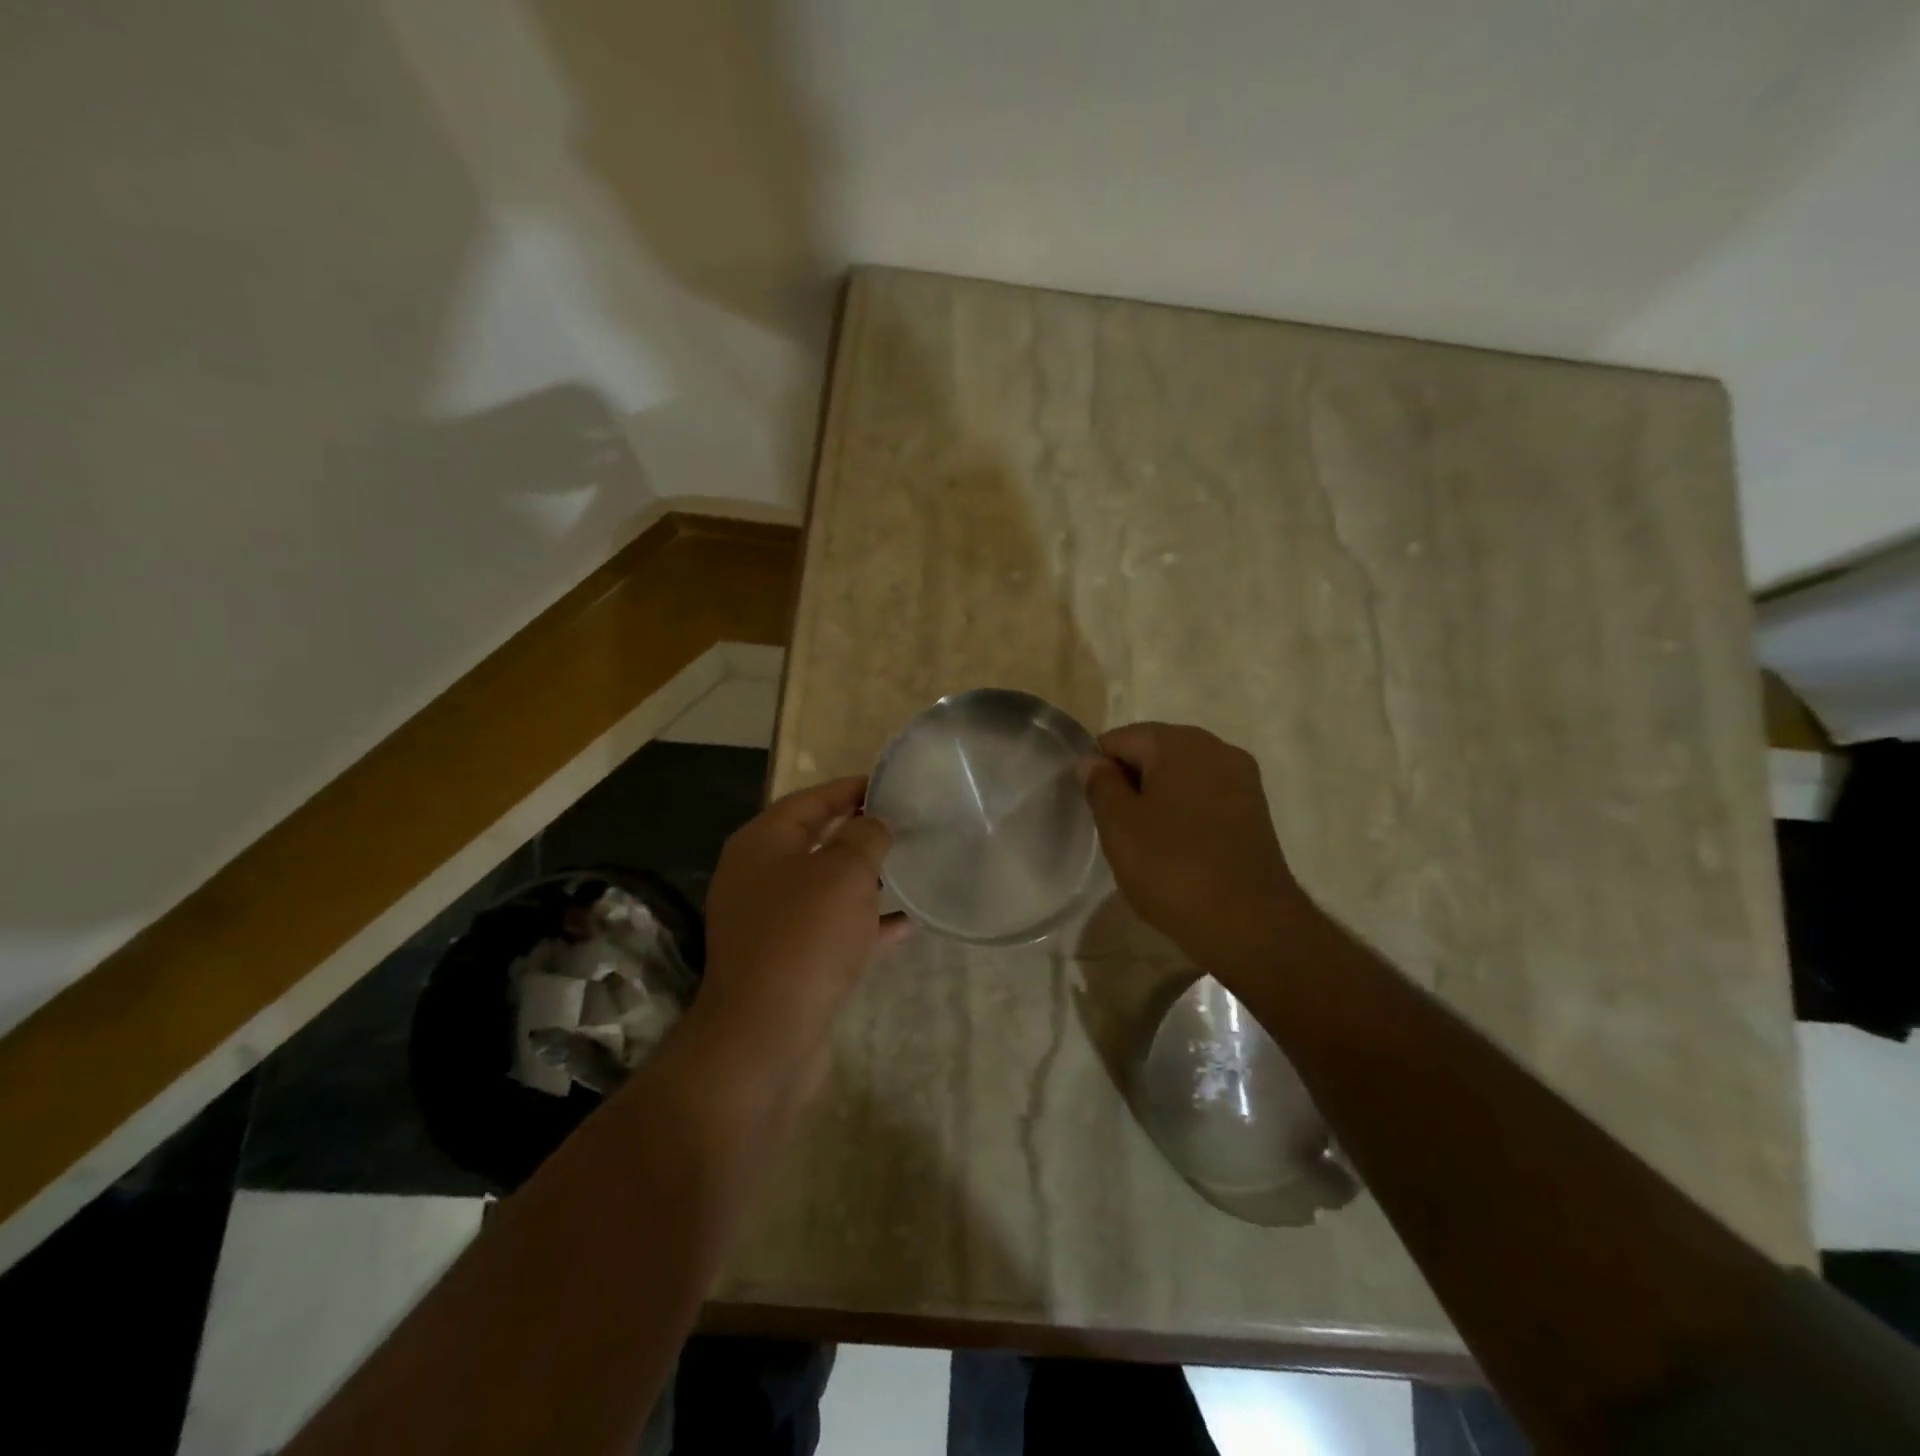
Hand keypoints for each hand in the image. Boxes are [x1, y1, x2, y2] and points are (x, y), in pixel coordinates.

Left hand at [692, 776, 903, 1102]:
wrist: (767, 1038)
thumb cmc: (804, 937)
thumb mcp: (843, 873)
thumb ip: (864, 836)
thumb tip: (874, 822)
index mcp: (761, 846)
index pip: (808, 801)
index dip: (848, 788)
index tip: (889, 783)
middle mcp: (759, 879)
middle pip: (815, 842)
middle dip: (858, 832)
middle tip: (904, 822)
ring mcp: (771, 924)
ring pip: (826, 889)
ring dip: (865, 878)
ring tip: (910, 865)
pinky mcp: (788, 964)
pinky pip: (833, 931)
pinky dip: (866, 924)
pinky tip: (907, 923)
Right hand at [1083, 723, 1314, 970]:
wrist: (1250, 924)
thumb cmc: (1172, 868)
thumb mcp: (1119, 826)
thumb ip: (1100, 784)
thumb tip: (1092, 762)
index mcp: (1179, 742)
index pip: (1119, 740)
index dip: (1098, 772)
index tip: (1095, 811)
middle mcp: (1216, 748)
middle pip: (1153, 753)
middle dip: (1130, 784)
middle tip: (1117, 830)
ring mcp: (1242, 779)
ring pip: (1180, 777)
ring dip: (1157, 801)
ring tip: (1146, 845)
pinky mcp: (1255, 811)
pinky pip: (1205, 799)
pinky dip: (1185, 815)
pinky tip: (1177, 851)